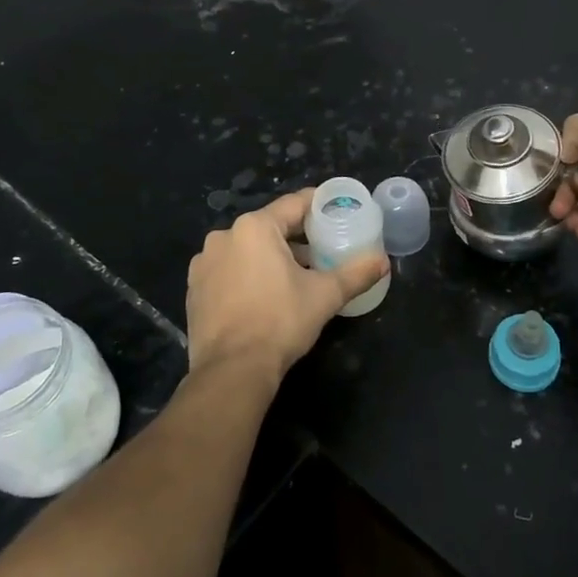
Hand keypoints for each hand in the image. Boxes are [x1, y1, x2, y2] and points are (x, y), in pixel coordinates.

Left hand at [185, 190, 389, 380]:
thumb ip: (356, 273)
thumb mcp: (325, 295)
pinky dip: (247, 275)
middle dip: (297, 237)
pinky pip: (228, 271)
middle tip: (322, 250)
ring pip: (247, 249)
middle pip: (270, 227)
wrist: (231, 371)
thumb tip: (383, 261)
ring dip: (270, 257)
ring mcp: (204, 263)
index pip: (295, 204)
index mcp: (255, 227)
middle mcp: (224, 236)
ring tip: (295, 277)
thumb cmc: (280, 322)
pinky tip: (264, 296)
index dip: (319, 205)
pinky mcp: (194, 289)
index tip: (336, 210)